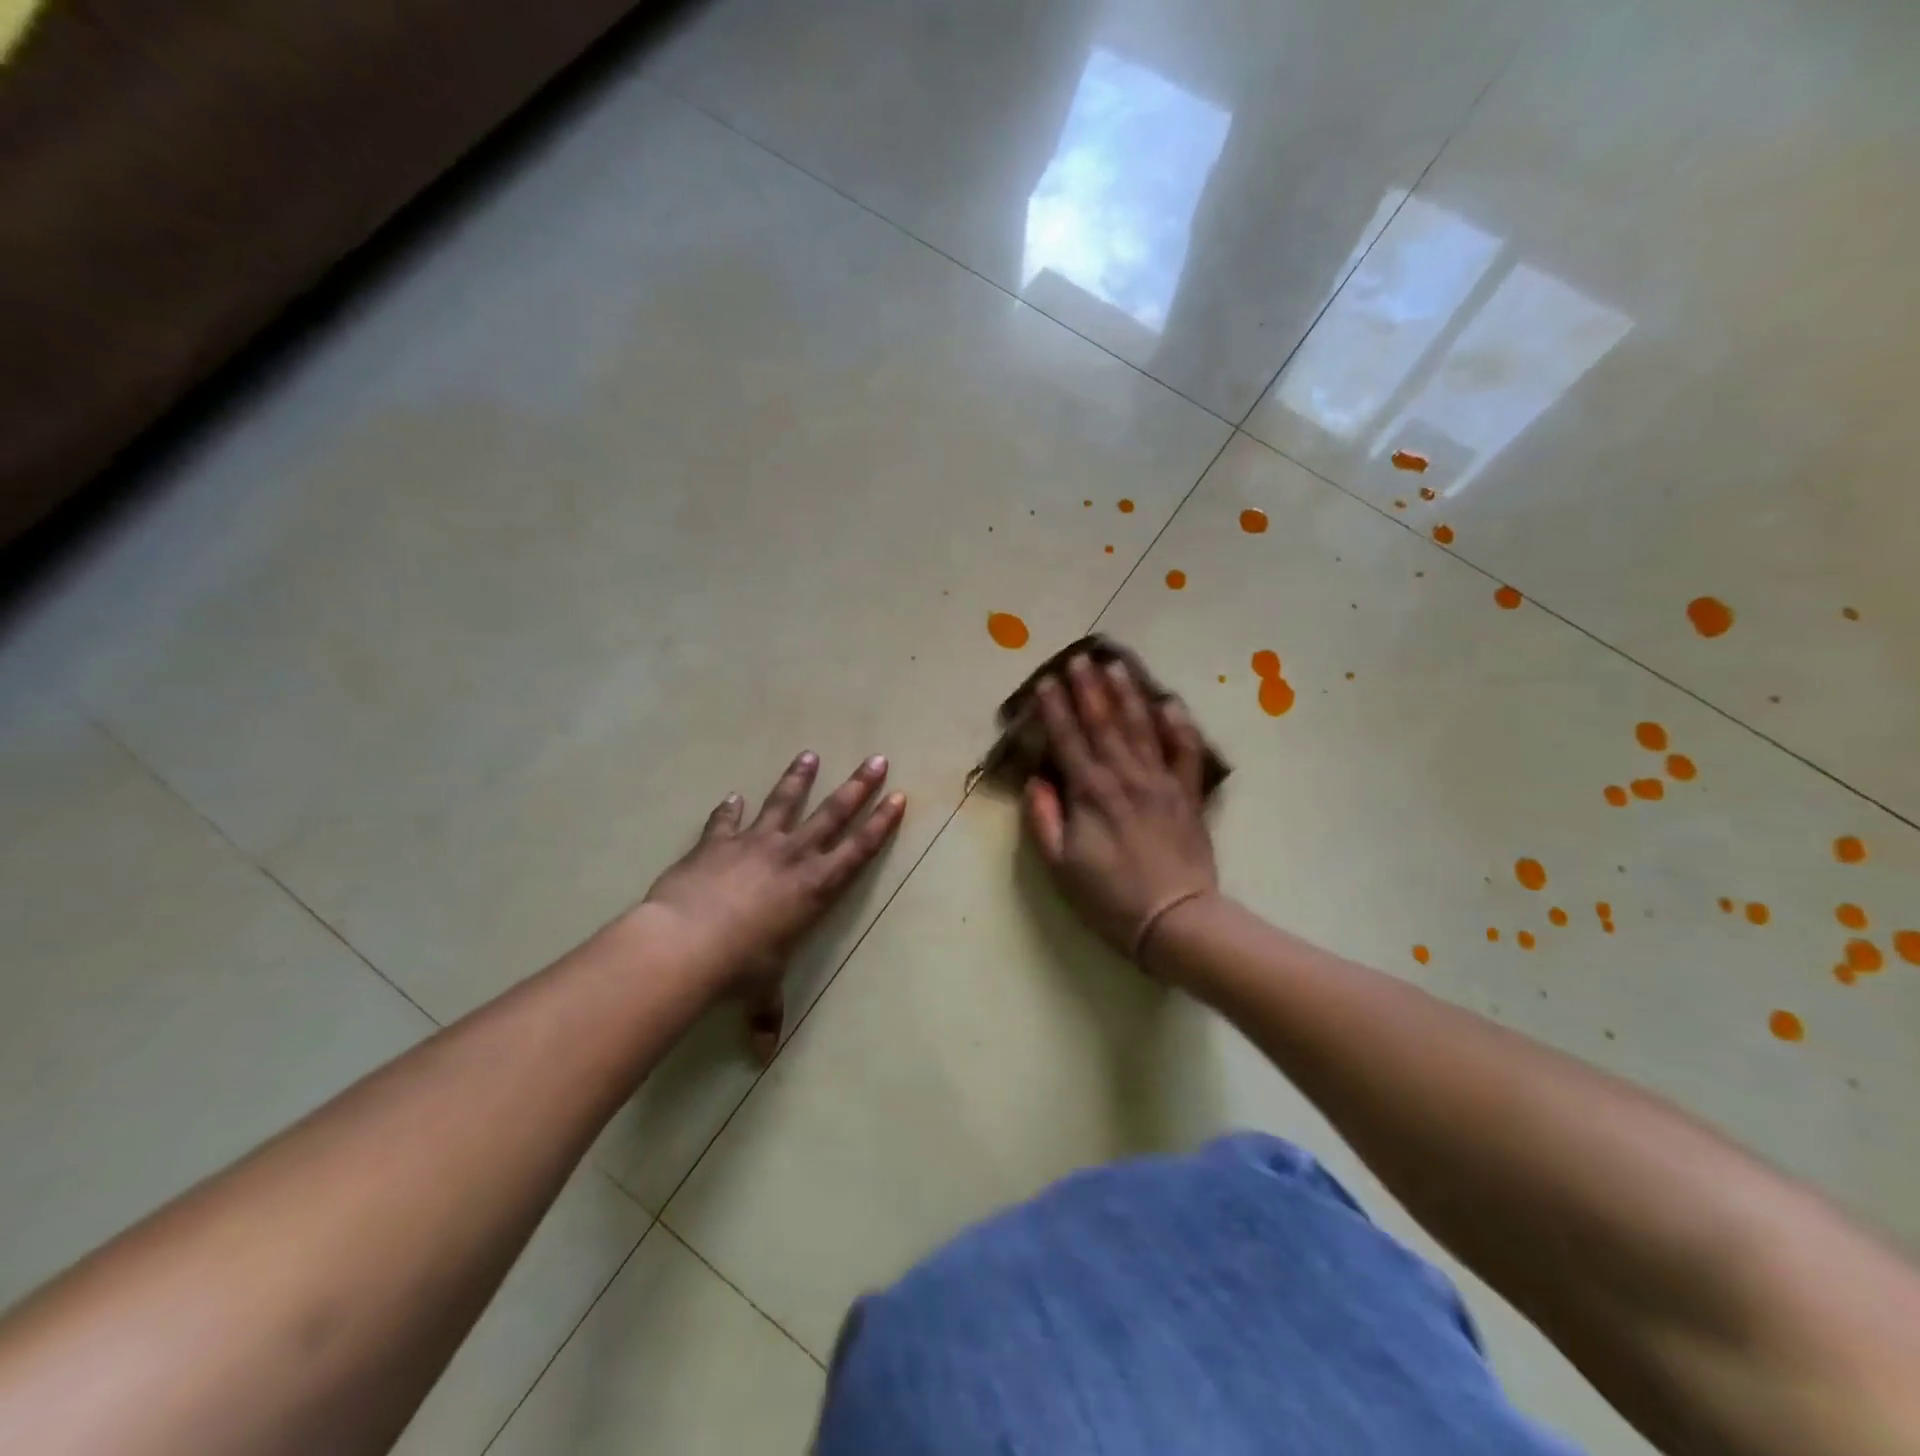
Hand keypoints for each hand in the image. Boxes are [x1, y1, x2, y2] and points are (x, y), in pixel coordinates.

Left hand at [640, 751, 905, 1060]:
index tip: (899, 797)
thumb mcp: (758, 991)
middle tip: (877, 759)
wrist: (685, 942)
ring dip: (798, 779)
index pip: (858, 850)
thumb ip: (765, 1015)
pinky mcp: (717, 843)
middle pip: (833, 813)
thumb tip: (762, 1055)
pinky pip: (726, 821)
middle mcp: (792, 856)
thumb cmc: (738, 968)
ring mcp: (754, 843)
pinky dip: (729, 810)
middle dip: (858, 786)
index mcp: (815, 888)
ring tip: (809, 756)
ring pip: (784, 802)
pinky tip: (732, 797)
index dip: (880, 824)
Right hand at [1024, 656, 1217, 969]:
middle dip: (1088, 689)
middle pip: (1104, 723)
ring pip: (1141, 727)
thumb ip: (1043, 820)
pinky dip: (1179, 725)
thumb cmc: (1110, 897)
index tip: (1046, 681)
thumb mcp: (1061, 867)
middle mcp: (1125, 776)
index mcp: (1090, 793)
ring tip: (1116, 666)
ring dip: (1127, 694)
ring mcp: (1160, 782)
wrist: (1176, 919)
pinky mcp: (1188, 794)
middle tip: (1079, 658)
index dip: (1055, 709)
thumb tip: (1035, 781)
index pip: (1067, 740)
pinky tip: (1170, 703)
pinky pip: (1185, 751)